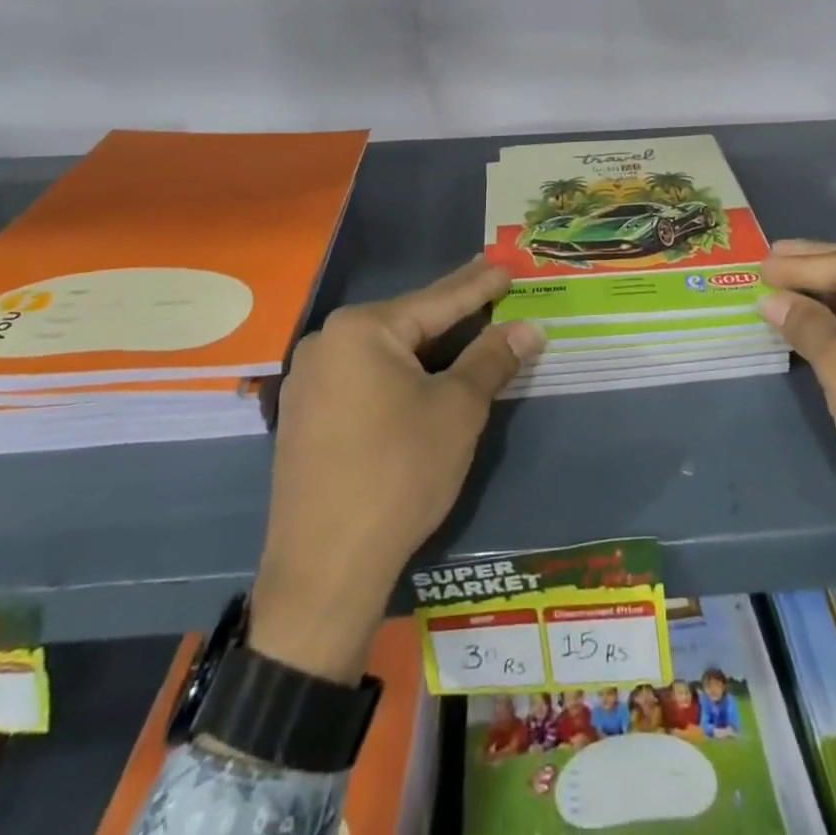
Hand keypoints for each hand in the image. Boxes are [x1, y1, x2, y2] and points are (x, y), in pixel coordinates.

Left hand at [247, 257, 544, 681]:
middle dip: (453, 311)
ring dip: (427, 345)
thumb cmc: (399, 475)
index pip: (437, 300)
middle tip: (490, 287)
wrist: (324, 570)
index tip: (506, 264)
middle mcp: (327, 342)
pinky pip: (364, 376)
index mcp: (361, 329)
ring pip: (385, 350)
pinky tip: (422, 375)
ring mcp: (309, 380)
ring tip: (464, 328)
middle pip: (407, 322)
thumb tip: (530, 327)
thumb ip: (492, 359)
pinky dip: (400, 372)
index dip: (479, 285)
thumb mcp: (457, 410)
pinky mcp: (305, 414)